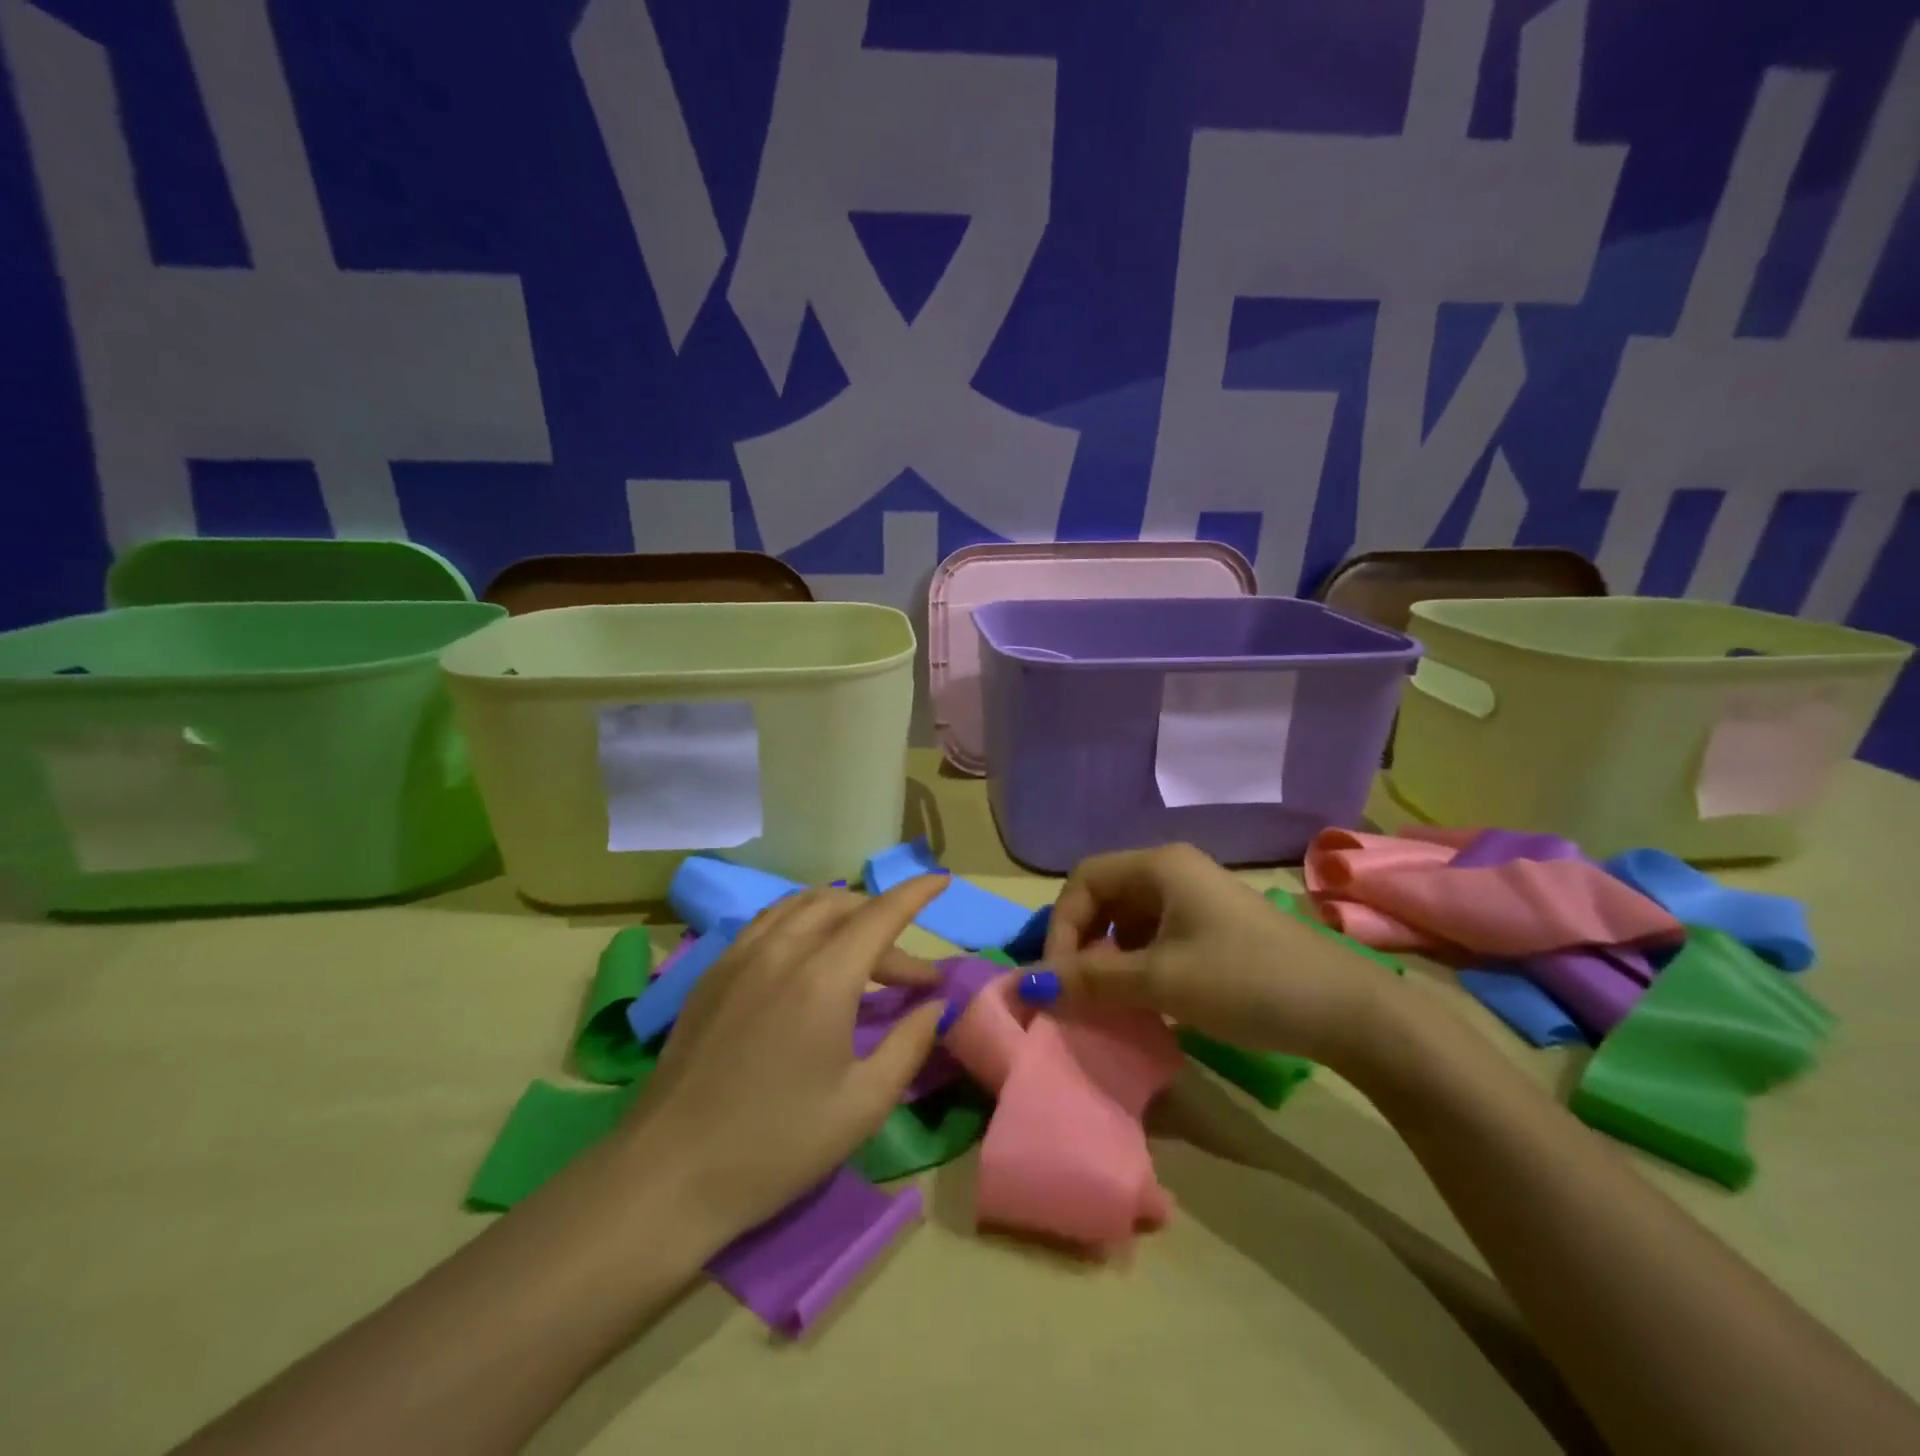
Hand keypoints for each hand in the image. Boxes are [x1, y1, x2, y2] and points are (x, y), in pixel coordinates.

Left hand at [619, 877, 949, 1244]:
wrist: (669, 1174)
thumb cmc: (776, 1145)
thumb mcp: (862, 1105)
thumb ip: (909, 1044)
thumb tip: (936, 1005)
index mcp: (823, 977)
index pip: (880, 914)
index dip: (915, 893)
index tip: (942, 879)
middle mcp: (781, 950)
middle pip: (842, 906)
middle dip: (885, 923)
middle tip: (910, 975)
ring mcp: (740, 956)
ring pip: (801, 905)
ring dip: (842, 915)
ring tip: (863, 950)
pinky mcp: (713, 972)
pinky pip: (767, 922)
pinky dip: (802, 921)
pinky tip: (807, 955)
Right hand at [1037, 843, 1399, 1067]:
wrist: (1348, 1011)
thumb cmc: (1247, 981)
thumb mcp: (1161, 981)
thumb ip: (1091, 980)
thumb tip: (1025, 986)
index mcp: (1160, 866)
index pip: (1083, 881)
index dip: (1060, 927)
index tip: (1058, 980)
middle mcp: (1174, 871)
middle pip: (1103, 895)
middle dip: (1081, 941)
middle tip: (1075, 989)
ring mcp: (1197, 898)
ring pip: (1128, 917)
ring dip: (1107, 954)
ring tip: (1106, 997)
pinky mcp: (1213, 926)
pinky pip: (1155, 934)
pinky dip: (1136, 961)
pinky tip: (1143, 996)